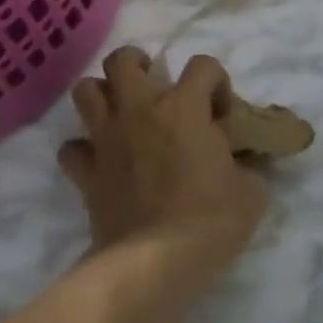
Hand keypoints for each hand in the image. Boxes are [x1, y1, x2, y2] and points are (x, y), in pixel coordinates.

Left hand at [60, 48, 269, 268]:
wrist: (155, 263)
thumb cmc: (210, 221)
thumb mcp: (251, 192)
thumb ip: (246, 167)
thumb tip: (242, 167)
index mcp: (183, 107)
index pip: (203, 65)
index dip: (217, 81)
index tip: (221, 113)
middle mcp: (139, 111)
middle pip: (122, 60)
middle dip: (138, 64)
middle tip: (154, 87)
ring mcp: (106, 139)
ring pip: (85, 91)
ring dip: (102, 95)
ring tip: (120, 112)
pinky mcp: (86, 172)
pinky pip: (71, 148)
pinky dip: (83, 150)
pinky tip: (100, 161)